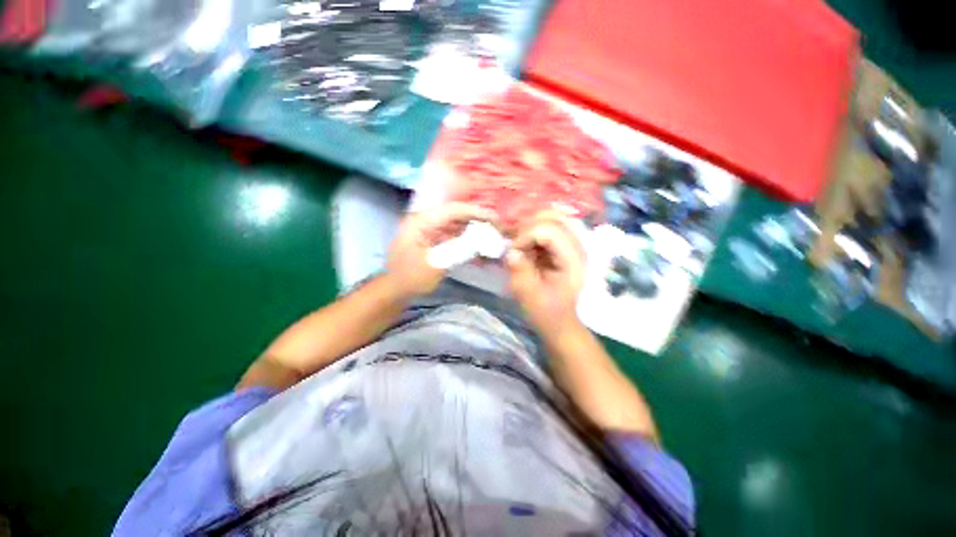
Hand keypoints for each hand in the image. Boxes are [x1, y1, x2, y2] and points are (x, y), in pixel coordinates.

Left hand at [387, 202, 495, 297]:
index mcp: (422, 221)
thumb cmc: (411, 278)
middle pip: (456, 215)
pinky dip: (466, 239)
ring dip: (474, 229)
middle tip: (498, 228)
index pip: (453, 210)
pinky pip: (453, 235)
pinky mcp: (433, 240)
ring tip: (492, 235)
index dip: (476, 212)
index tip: (496, 219)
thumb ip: (459, 248)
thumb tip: (483, 237)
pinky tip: (479, 245)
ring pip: (456, 224)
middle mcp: (425, 220)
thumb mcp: (436, 264)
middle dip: (478, 220)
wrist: (394, 291)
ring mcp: (429, 230)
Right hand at [506, 212, 585, 330]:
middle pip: (553, 216)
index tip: (514, 253)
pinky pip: (550, 225)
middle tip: (516, 244)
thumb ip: (520, 270)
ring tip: (520, 242)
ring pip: (552, 216)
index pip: (549, 230)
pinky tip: (526, 243)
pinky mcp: (565, 245)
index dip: (526, 236)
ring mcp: (573, 243)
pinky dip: (534, 229)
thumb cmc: (546, 312)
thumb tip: (511, 251)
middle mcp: (577, 246)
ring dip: (531, 225)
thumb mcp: (529, 295)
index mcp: (572, 260)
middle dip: (528, 226)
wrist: (560, 321)